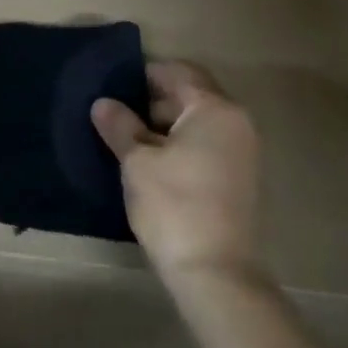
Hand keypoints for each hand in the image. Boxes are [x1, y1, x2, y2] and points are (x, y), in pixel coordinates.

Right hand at [92, 61, 261, 287]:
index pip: (178, 72)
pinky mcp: (242, 179)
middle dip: (154, 101)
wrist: (216, 274)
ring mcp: (244, 152)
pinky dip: (183, 146)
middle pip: (192, 95)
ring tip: (131, 142)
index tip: (115, 86)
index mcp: (215, 108)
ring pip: (199, 122)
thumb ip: (120, 127)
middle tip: (118, 116)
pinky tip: (155, 165)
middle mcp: (237, 122)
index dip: (144, 75)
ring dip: (167, 126)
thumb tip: (103, 103)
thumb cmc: (174, 206)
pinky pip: (208, 145)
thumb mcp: (138, 163)